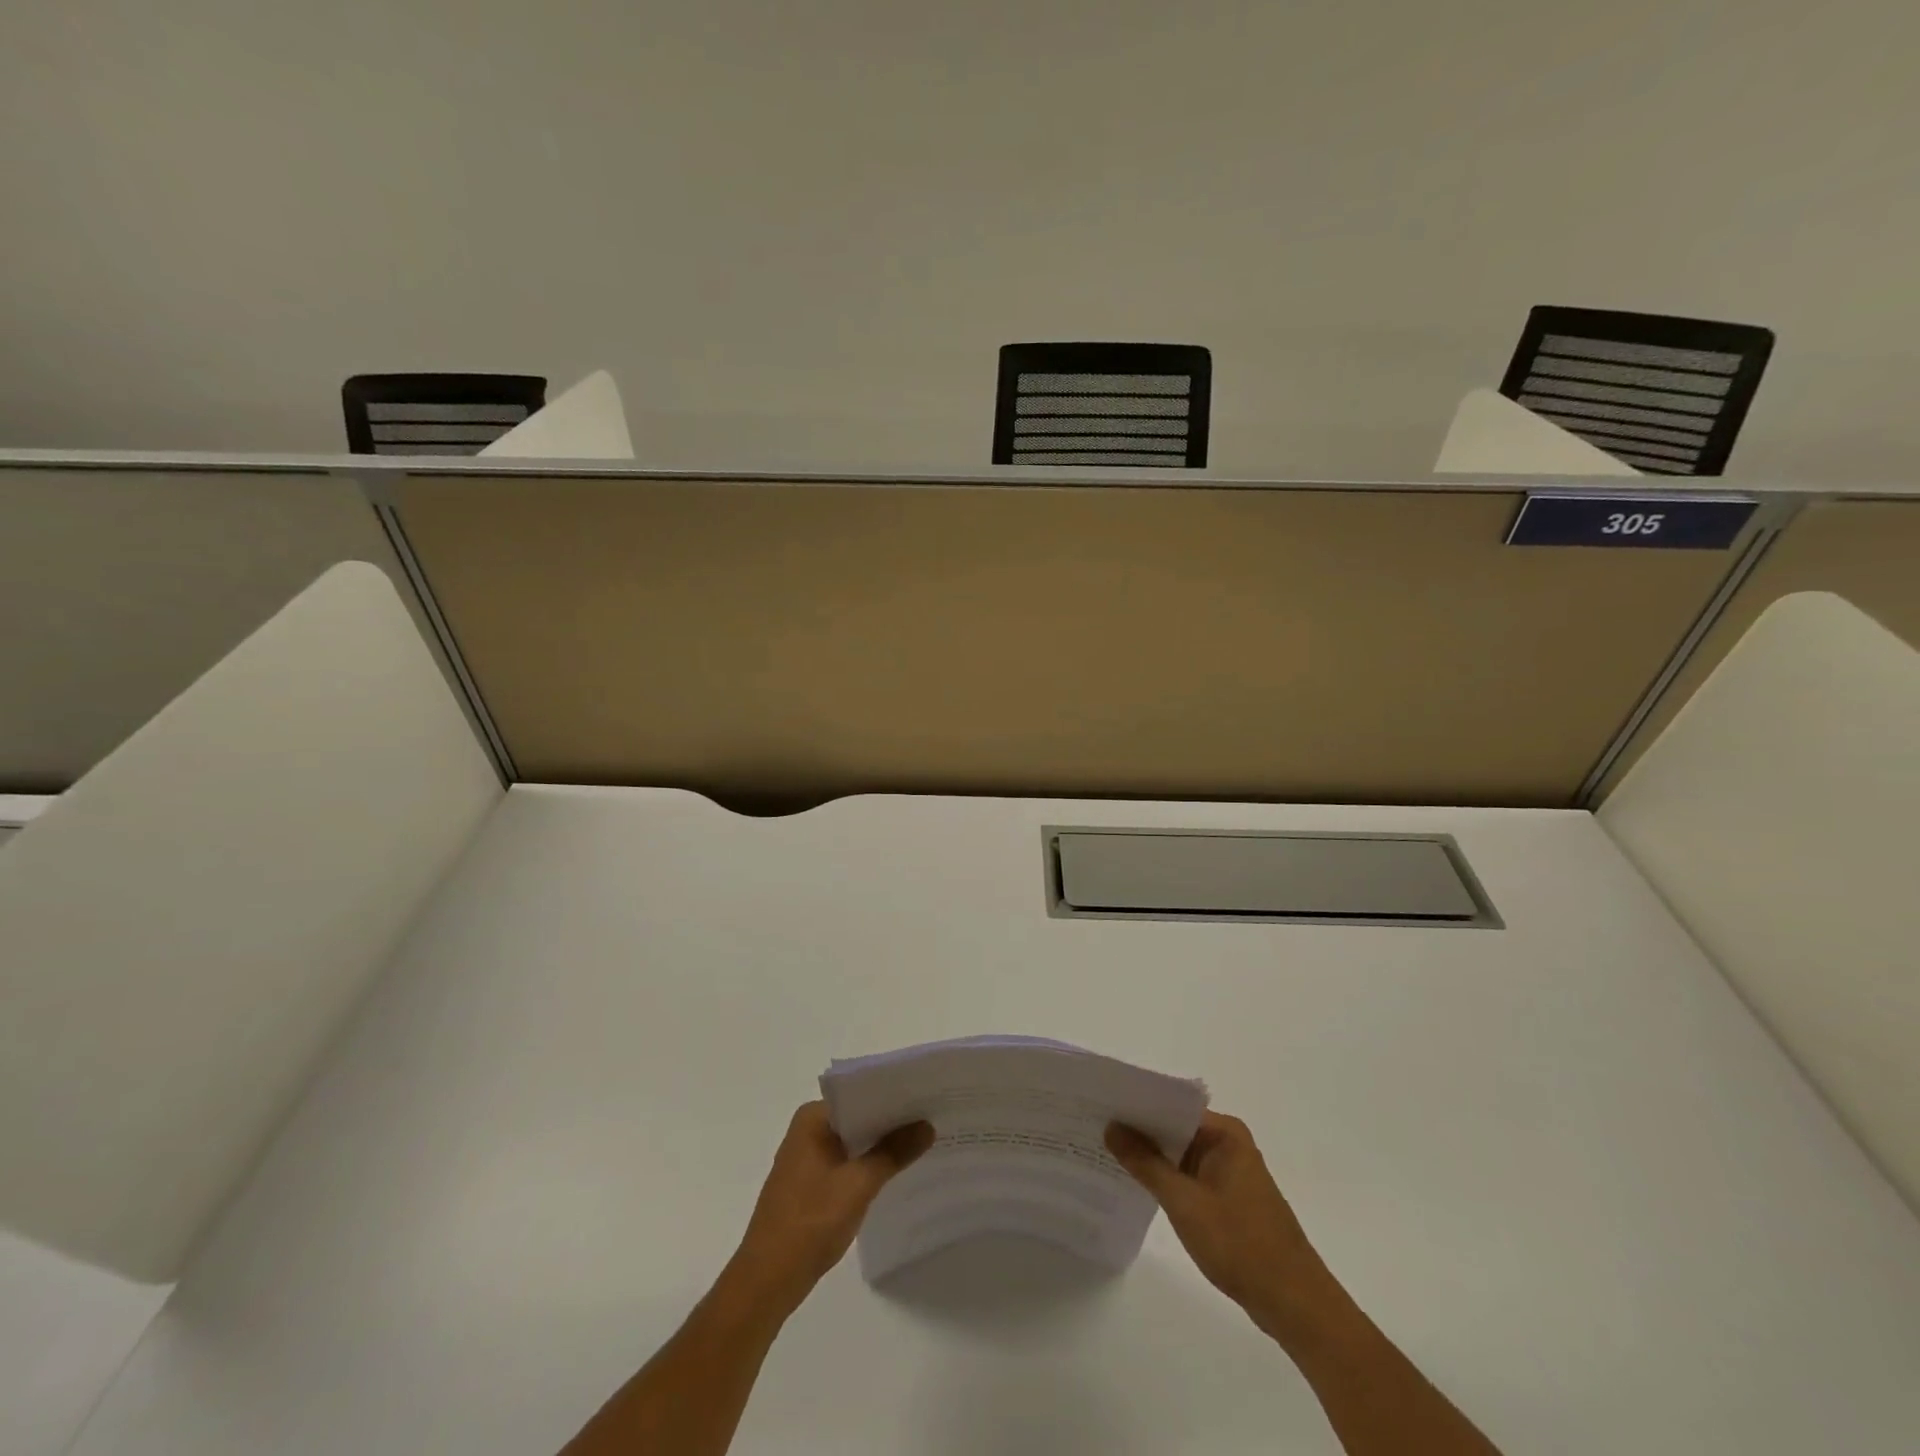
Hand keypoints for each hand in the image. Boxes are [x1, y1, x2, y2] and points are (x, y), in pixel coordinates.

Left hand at [726, 1101, 933, 1318]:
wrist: (767, 1281)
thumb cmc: (811, 1222)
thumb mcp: (859, 1184)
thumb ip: (893, 1152)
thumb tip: (927, 1125)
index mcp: (812, 1119)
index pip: (860, 1095)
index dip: (894, 1097)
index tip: (927, 1098)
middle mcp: (806, 1131)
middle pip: (858, 1118)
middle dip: (891, 1123)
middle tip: (933, 1120)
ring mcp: (806, 1159)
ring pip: (853, 1143)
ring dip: (881, 1147)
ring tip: (922, 1144)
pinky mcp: (809, 1186)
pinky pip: (846, 1164)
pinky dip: (868, 1167)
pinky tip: (895, 1175)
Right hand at [1107, 1111, 1338, 1339]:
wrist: (1294, 1304)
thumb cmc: (1240, 1244)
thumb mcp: (1184, 1202)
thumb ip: (1145, 1163)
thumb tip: (1112, 1127)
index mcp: (1224, 1133)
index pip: (1171, 1106)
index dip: (1136, 1106)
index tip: (1100, 1105)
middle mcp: (1228, 1144)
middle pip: (1174, 1128)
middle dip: (1138, 1131)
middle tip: (1093, 1127)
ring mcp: (1229, 1172)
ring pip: (1179, 1154)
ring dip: (1150, 1157)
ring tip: (1104, 1152)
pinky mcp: (1228, 1198)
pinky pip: (1188, 1176)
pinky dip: (1166, 1179)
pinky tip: (1135, 1185)